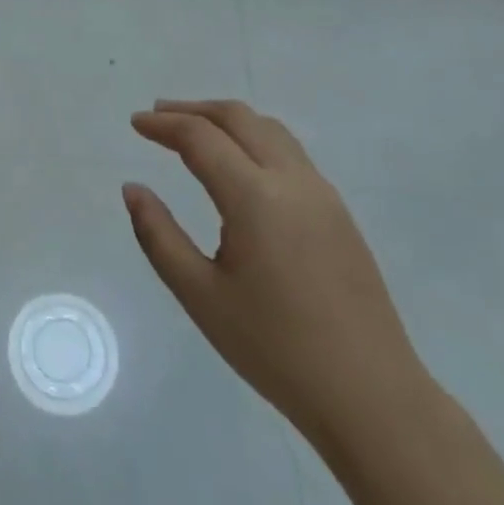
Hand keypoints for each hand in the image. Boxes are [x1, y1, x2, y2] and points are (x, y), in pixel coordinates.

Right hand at [125, 100, 425, 452]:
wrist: (370, 394)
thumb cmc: (274, 348)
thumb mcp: (200, 295)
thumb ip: (158, 235)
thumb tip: (133, 189)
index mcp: (255, 198)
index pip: (201, 138)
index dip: (163, 125)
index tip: (134, 123)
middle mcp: (293, 180)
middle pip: (239, 118)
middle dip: (193, 110)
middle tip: (157, 117)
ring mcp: (323, 194)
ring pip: (270, 129)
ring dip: (227, 120)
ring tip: (193, 132)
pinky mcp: (339, 212)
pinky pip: (289, 153)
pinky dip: (253, 139)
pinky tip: (238, 166)